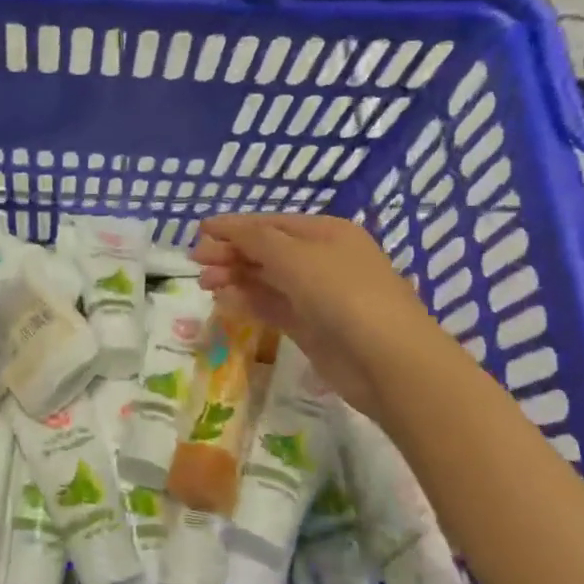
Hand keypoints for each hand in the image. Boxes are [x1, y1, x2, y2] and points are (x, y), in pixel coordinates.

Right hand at [193, 213, 432, 413]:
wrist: (387, 360)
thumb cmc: (343, 294)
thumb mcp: (296, 257)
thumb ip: (257, 241)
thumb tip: (227, 230)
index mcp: (326, 233)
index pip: (272, 223)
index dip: (235, 226)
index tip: (200, 232)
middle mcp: (322, 260)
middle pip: (268, 251)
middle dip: (232, 253)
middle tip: (196, 262)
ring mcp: (318, 295)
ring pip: (267, 280)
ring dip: (236, 277)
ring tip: (205, 283)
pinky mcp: (311, 328)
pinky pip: (273, 307)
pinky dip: (248, 302)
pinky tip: (224, 301)